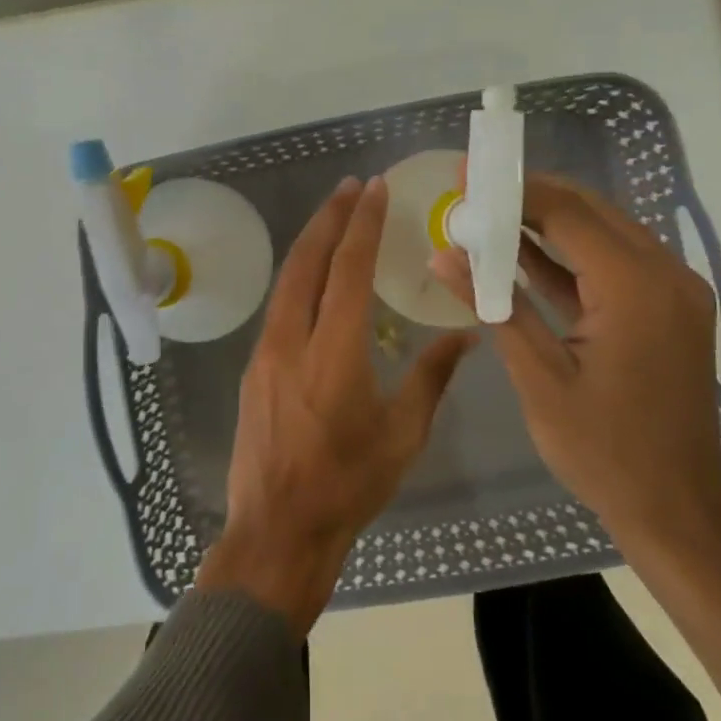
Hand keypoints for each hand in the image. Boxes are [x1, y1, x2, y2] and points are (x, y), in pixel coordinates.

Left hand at [197, 176, 473, 635]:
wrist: (276, 533)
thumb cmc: (348, 487)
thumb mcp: (403, 435)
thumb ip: (432, 376)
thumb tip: (465, 333)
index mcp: (333, 353)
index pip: (346, 270)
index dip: (361, 225)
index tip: (374, 190)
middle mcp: (291, 341)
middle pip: (306, 263)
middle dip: (329, 218)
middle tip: (351, 187)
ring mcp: (265, 354)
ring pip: (287, 282)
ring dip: (310, 244)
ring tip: (334, 217)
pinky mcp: (254, 370)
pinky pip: (279, 308)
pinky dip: (299, 278)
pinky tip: (315, 278)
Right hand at [432, 174, 720, 564]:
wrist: (676, 509)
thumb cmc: (602, 450)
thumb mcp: (538, 376)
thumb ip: (494, 305)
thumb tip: (443, 255)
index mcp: (636, 288)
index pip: (567, 214)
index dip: (513, 190)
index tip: (466, 175)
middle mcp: (666, 275)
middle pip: (589, 212)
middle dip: (529, 197)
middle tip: (472, 190)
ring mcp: (673, 291)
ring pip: (603, 233)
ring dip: (548, 223)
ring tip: (488, 214)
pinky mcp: (668, 309)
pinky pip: (614, 265)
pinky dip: (570, 257)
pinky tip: (522, 252)